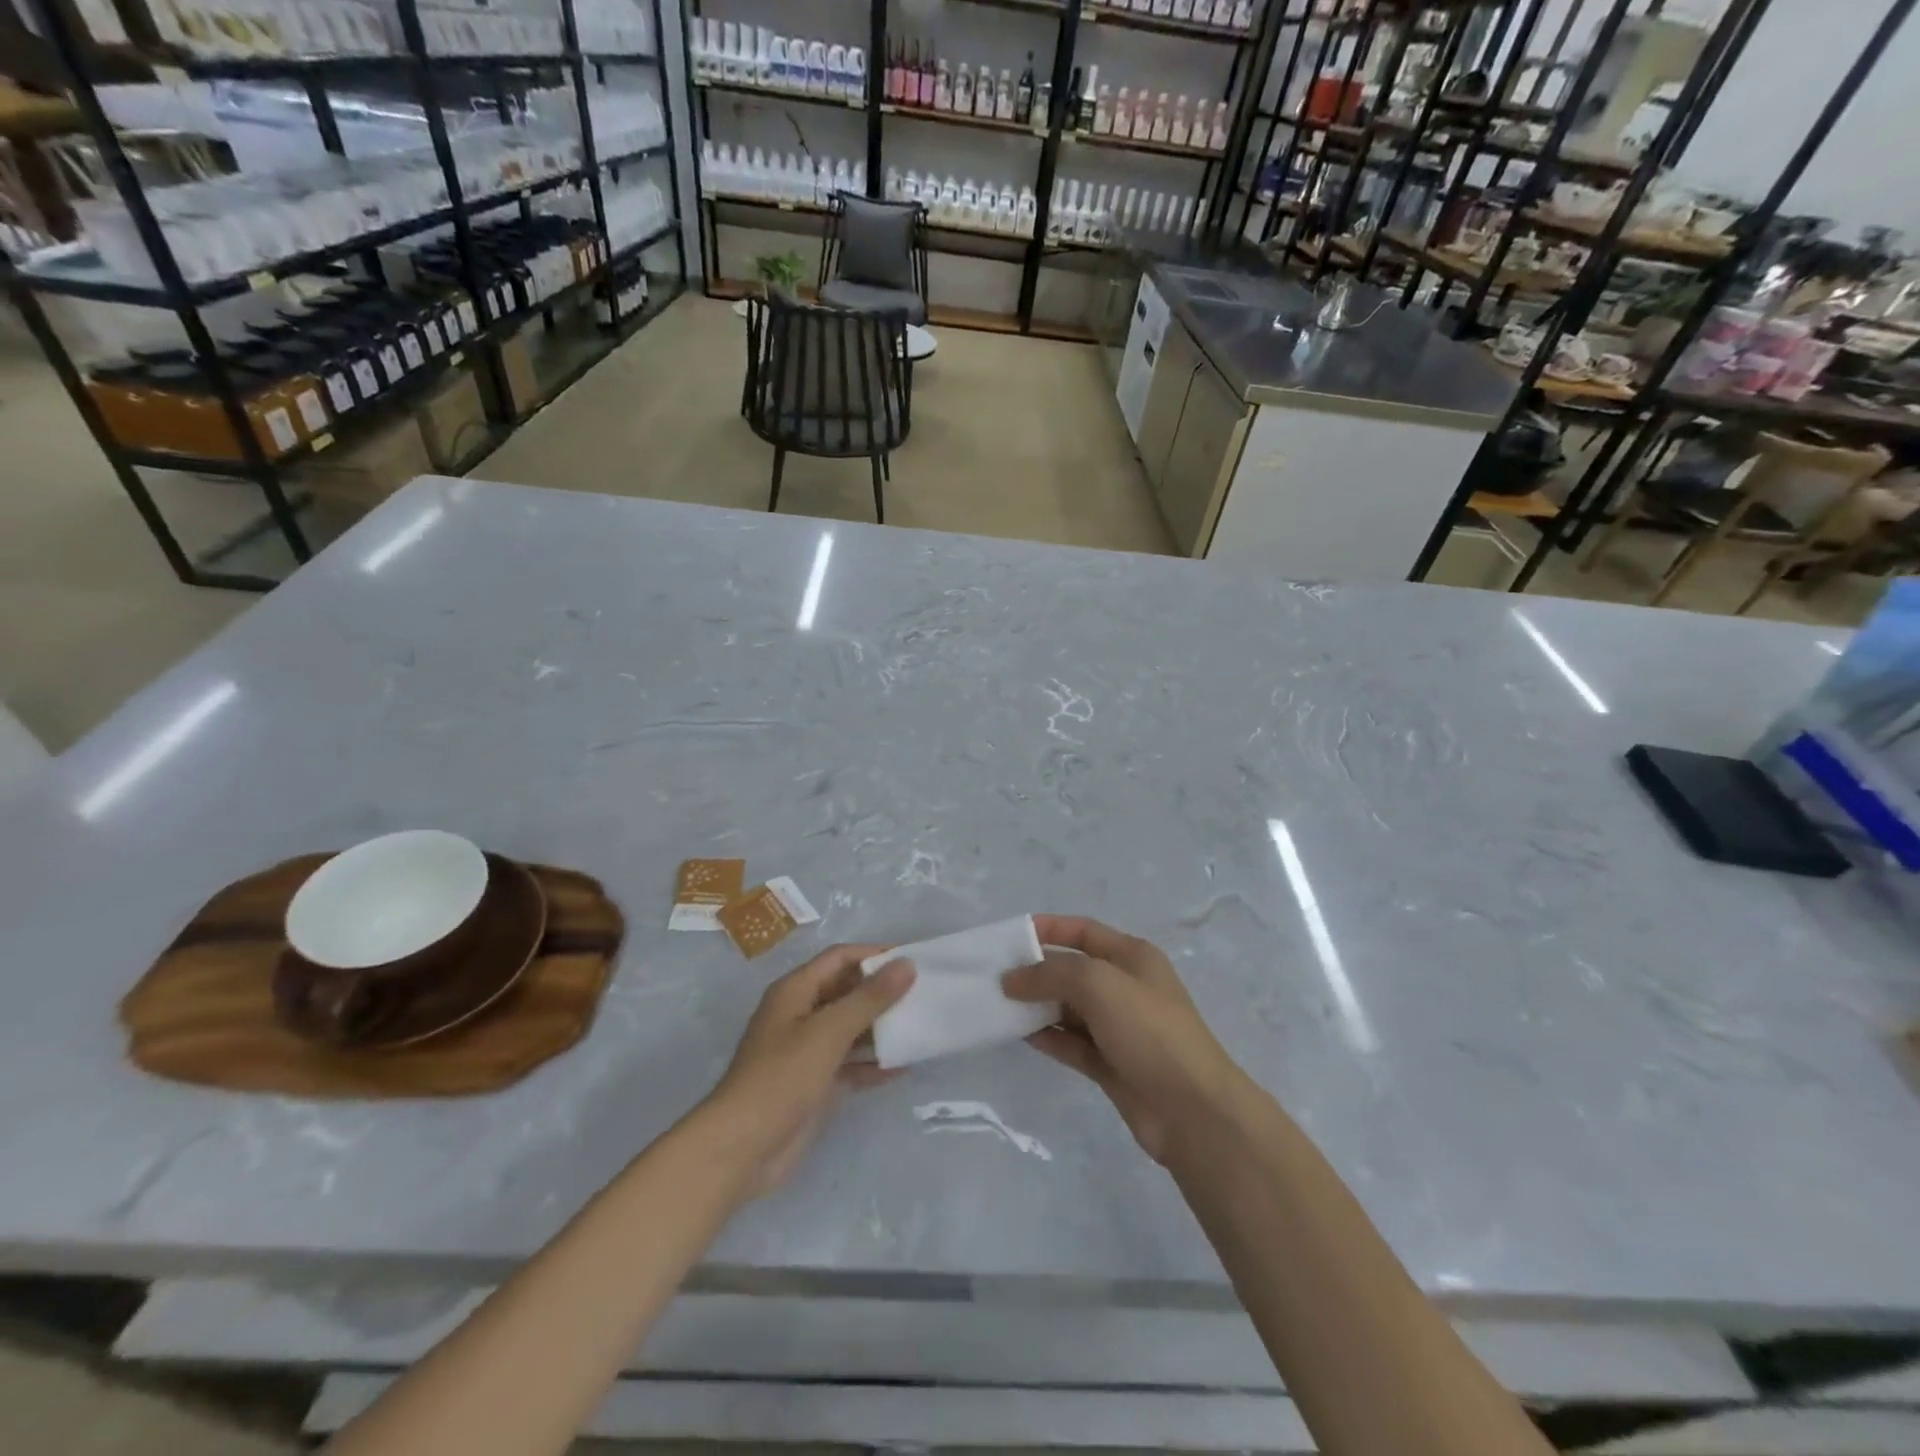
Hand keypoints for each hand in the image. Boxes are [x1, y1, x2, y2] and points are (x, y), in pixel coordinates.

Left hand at [705, 944, 914, 1195]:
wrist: (741, 1150)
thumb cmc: (782, 1078)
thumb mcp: (829, 1032)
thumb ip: (869, 998)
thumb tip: (906, 963)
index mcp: (795, 991)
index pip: (840, 958)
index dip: (874, 955)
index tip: (913, 960)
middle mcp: (801, 1014)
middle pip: (846, 991)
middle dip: (882, 991)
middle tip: (923, 994)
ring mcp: (807, 1051)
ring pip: (851, 1028)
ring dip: (881, 1027)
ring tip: (920, 1026)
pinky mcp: (815, 1083)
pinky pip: (850, 1063)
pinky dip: (873, 1063)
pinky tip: (903, 1067)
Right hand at [1002, 917, 1243, 1163]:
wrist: (1192, 1110)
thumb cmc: (1148, 1030)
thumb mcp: (1098, 984)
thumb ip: (1050, 974)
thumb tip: (1011, 979)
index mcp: (1132, 956)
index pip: (1083, 930)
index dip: (1049, 928)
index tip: (1010, 936)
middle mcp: (1125, 987)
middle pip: (1072, 970)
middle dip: (1036, 970)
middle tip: (994, 977)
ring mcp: (1118, 1028)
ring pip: (1068, 1008)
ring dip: (1037, 1005)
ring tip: (998, 1006)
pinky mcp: (1110, 1064)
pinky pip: (1071, 1042)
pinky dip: (1047, 1036)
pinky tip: (1018, 1034)